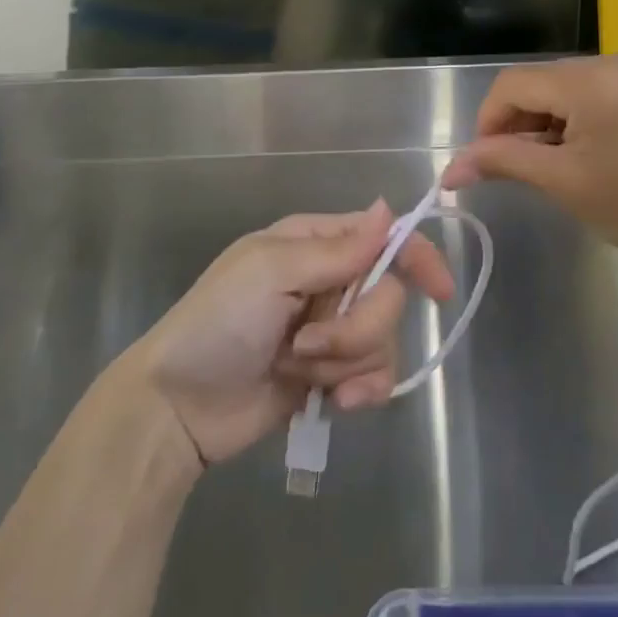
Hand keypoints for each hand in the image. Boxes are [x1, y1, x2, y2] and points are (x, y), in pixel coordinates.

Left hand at [135, 203, 454, 465]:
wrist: (177, 407)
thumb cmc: (217, 323)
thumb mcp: (271, 273)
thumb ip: (337, 250)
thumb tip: (389, 208)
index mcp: (315, 244)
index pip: (384, 238)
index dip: (418, 258)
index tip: (440, 291)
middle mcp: (330, 281)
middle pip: (388, 296)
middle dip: (355, 328)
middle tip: (307, 344)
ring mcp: (332, 331)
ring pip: (383, 340)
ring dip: (345, 362)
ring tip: (298, 371)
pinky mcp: (331, 376)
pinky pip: (374, 378)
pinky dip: (360, 392)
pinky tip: (336, 405)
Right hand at [442, 54, 617, 278]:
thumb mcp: (565, 184)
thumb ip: (504, 163)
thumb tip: (450, 168)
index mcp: (591, 79)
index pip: (513, 84)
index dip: (487, 122)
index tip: (484, 165)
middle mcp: (615, 61)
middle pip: (541, 83)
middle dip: (518, 123)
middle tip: (518, 171)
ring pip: (568, 89)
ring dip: (547, 123)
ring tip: (555, 169)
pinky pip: (599, 94)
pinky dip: (579, 121)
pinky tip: (589, 157)